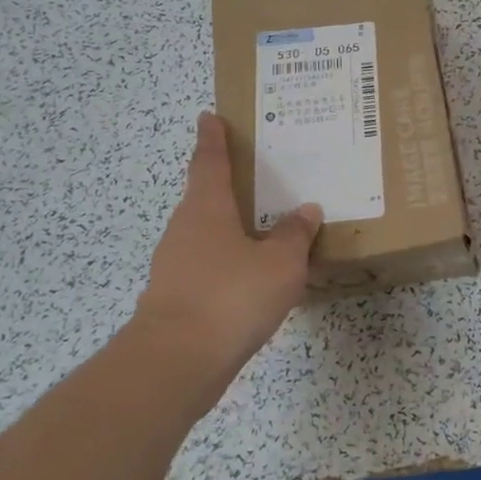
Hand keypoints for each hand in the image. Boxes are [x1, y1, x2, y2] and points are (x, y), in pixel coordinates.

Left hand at [132, 112, 321, 407]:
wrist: (176, 362)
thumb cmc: (231, 296)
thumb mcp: (280, 263)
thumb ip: (295, 235)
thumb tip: (306, 210)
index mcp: (207, 208)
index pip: (209, 161)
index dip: (212, 138)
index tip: (209, 117)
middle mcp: (184, 229)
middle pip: (204, 196)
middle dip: (225, 184)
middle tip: (254, 175)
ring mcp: (174, 265)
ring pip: (205, 233)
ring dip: (229, 227)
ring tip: (262, 228)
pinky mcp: (175, 298)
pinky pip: (206, 265)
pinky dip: (227, 262)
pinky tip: (250, 277)